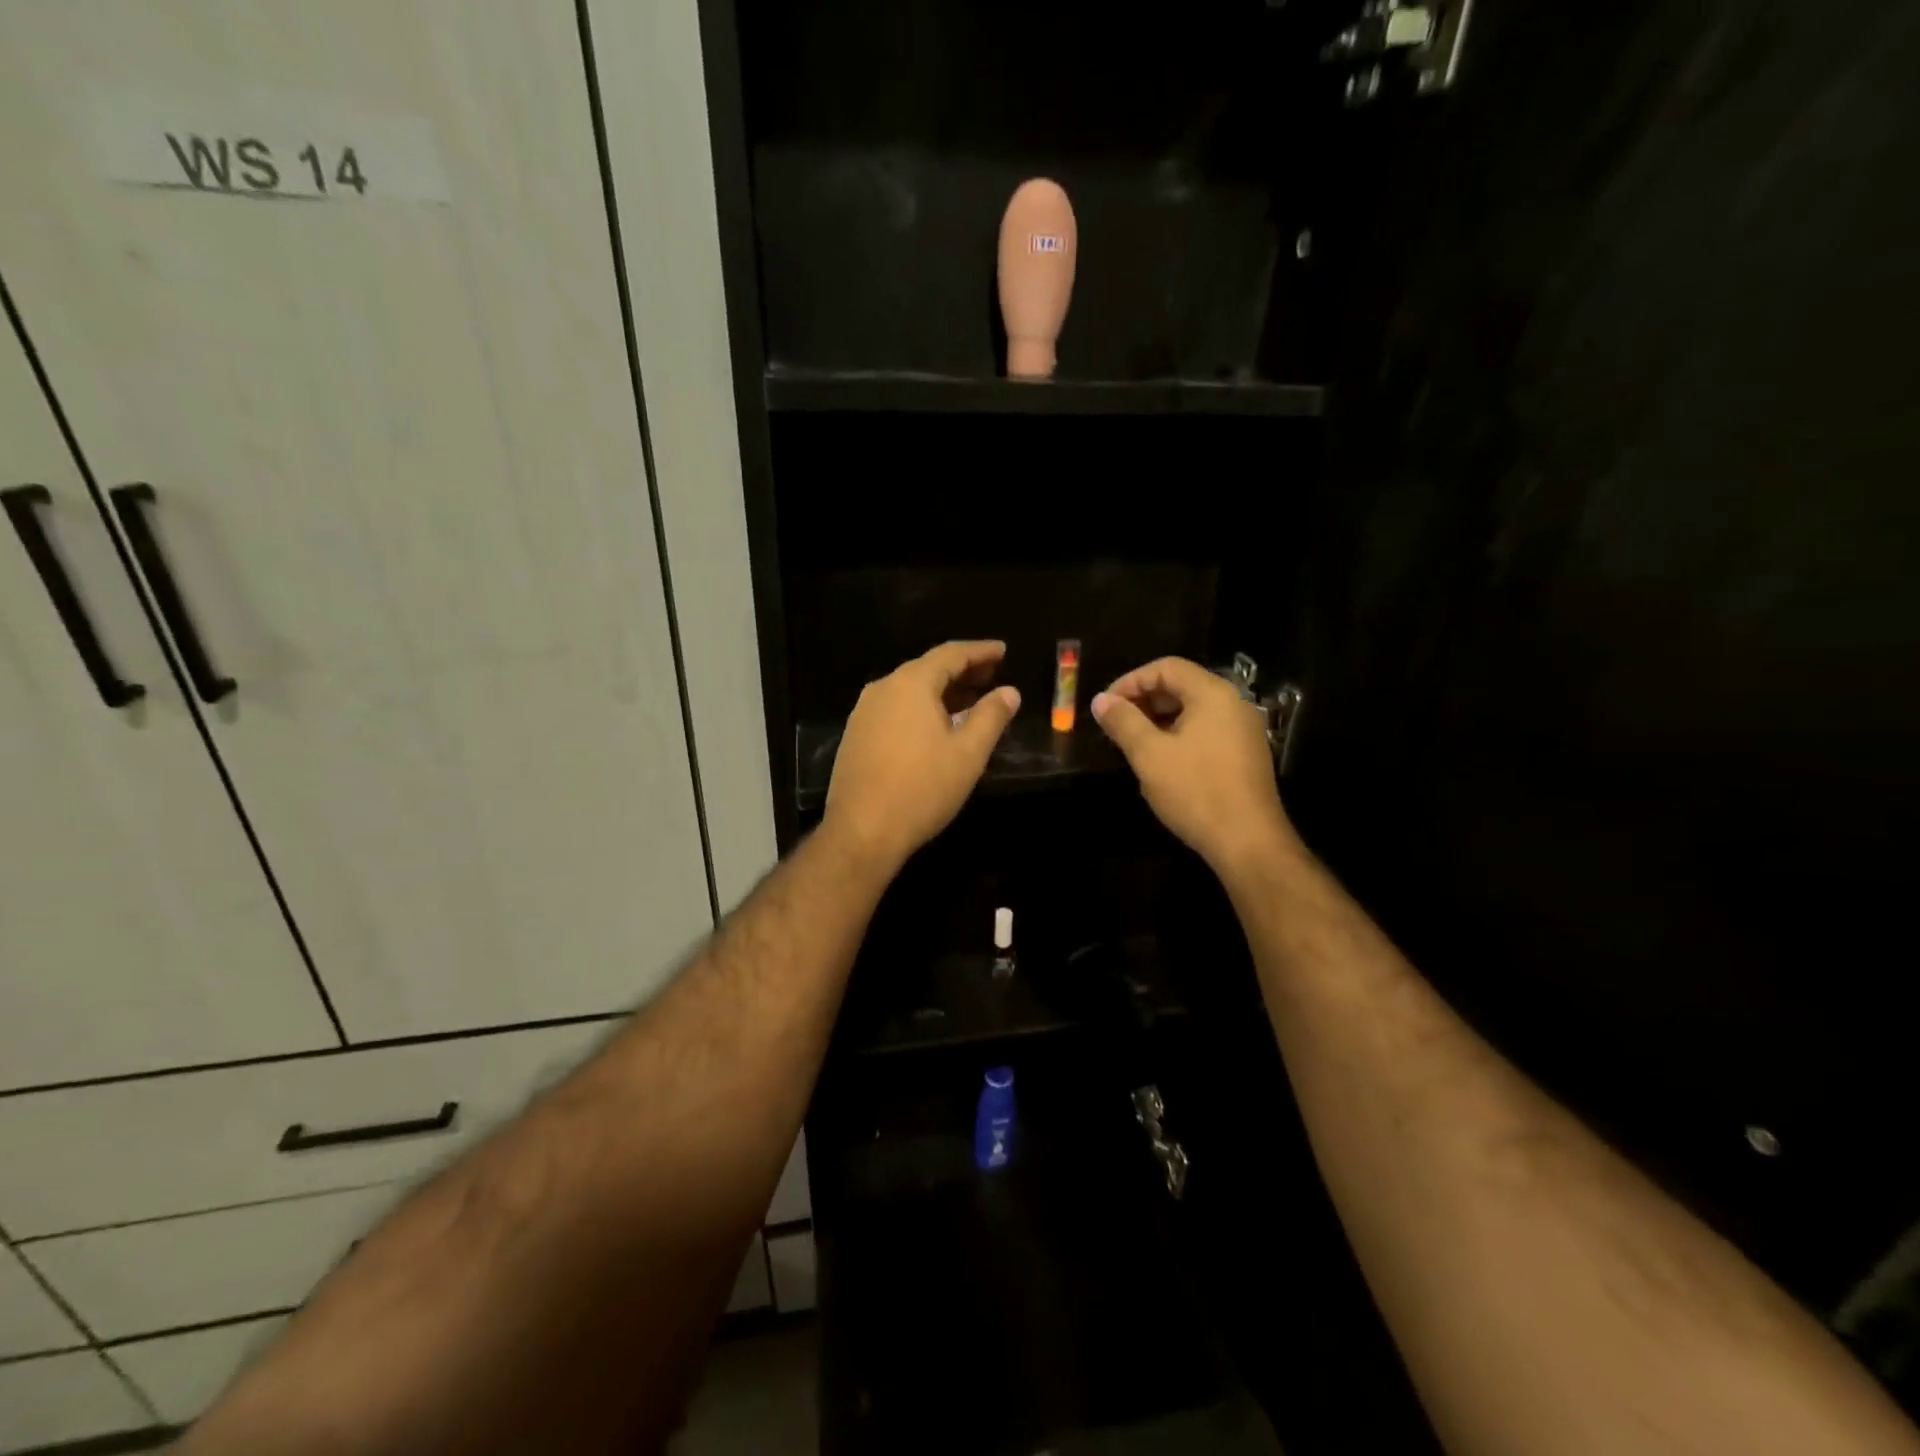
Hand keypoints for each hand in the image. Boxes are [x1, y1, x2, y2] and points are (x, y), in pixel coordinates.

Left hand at [825, 641, 1020, 874]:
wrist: (862, 831)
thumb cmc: (922, 788)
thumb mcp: (968, 753)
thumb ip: (991, 716)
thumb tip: (1009, 691)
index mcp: (911, 684)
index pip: (951, 654)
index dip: (980, 651)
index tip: (1003, 650)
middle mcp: (883, 688)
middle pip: (928, 668)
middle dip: (962, 670)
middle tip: (992, 674)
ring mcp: (864, 712)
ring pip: (909, 690)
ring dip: (941, 691)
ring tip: (969, 699)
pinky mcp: (856, 736)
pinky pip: (895, 709)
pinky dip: (921, 708)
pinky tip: (935, 726)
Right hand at [1092, 657, 1294, 875]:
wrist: (1247, 842)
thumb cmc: (1195, 791)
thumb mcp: (1149, 755)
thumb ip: (1123, 722)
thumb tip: (1100, 700)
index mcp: (1213, 694)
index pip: (1167, 667)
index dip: (1131, 681)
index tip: (1106, 705)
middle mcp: (1233, 703)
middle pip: (1182, 685)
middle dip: (1144, 700)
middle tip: (1116, 724)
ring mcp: (1243, 730)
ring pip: (1194, 710)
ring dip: (1159, 719)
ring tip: (1133, 743)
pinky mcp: (1245, 754)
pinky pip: (1207, 730)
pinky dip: (1179, 735)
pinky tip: (1161, 761)